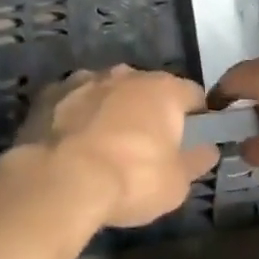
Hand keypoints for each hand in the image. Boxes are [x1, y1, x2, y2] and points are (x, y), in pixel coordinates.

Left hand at [18, 67, 219, 227]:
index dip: (196, 116)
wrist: (59, 180)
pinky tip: (70, 144)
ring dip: (110, 110)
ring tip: (103, 147)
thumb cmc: (130, 179)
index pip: (192, 94)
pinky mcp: (50, 92)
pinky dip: (76, 116)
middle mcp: (126, 74)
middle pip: (147, 88)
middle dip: (148, 111)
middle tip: (145, 147)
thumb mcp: (176, 184)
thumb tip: (208, 148)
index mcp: (163, 89)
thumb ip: (195, 161)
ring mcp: (85, 79)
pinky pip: (72, 101)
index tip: (191, 139)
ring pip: (107, 91)